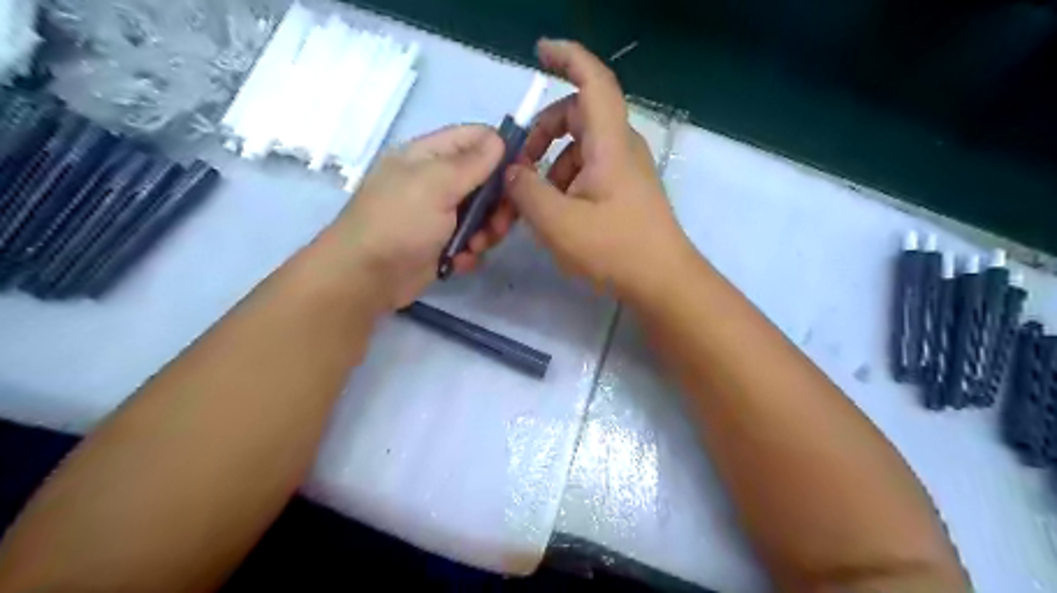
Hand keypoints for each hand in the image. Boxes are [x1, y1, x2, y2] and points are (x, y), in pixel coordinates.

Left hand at [318, 125, 503, 309]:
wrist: (365, 277)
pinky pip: (470, 241)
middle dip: (498, 202)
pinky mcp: (441, 244)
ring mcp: (439, 214)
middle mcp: (436, 181)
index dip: (502, 151)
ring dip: (486, 231)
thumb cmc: (399, 222)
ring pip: (482, 214)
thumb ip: (471, 162)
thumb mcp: (435, 184)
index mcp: (429, 156)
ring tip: (475, 246)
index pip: (475, 139)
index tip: (524, 173)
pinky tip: (458, 261)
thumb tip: (499, 138)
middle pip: (485, 180)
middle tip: (500, 222)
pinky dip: (469, 252)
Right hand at [500, 38, 695, 296]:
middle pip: (579, 116)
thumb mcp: (557, 222)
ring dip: (552, 165)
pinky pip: (590, 171)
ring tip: (535, 203)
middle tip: (520, 164)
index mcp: (609, 143)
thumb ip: (526, 191)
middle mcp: (621, 148)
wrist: (663, 282)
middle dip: (543, 131)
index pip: (593, 81)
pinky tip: (557, 214)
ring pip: (581, 147)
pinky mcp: (626, 192)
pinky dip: (567, 182)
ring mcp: (626, 171)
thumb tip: (513, 172)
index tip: (539, 52)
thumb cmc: (614, 248)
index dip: (567, 58)